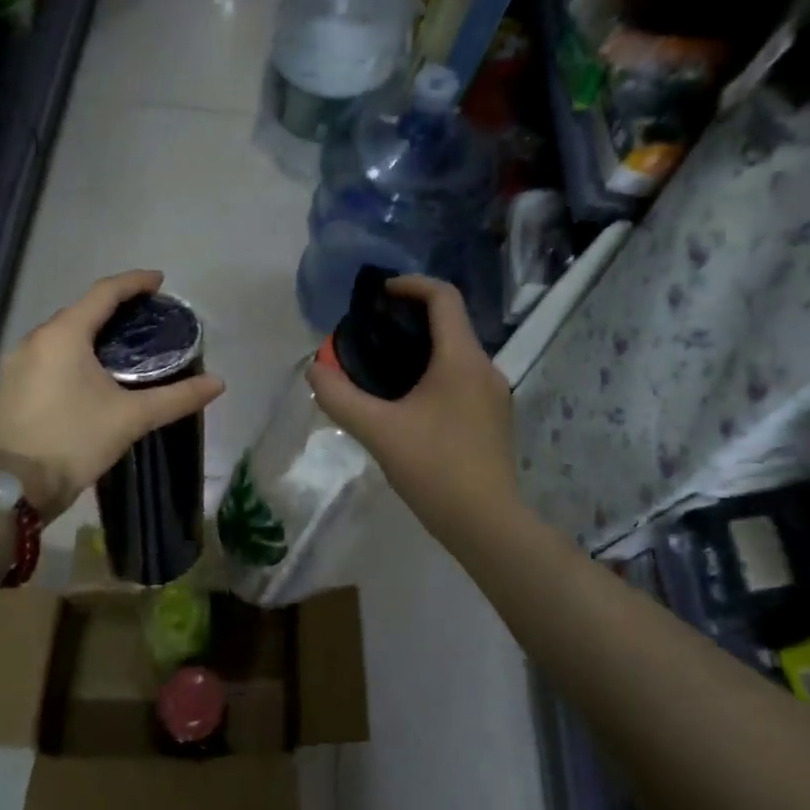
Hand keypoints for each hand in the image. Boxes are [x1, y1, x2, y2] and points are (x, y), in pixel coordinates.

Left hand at [0, 270, 224, 521]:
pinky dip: (73, 352)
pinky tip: (90, 372)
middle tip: (147, 316)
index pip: (104, 293)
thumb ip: (176, 397)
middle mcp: (35, 339)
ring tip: (123, 343)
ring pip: (62, 334)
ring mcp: (16, 363)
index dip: (134, 282)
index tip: (160, 281)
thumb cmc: (74, 441)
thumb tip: (218, 383)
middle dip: (114, 307)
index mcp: (63, 335)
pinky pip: (48, 354)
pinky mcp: (10, 385)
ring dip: (92, 331)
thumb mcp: (131, 418)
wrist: (12, 488)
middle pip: (81, 310)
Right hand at [307, 275, 517, 543]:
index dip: (411, 284)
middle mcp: (484, 368)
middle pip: (450, 323)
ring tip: (383, 365)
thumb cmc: (435, 469)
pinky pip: (461, 377)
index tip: (380, 293)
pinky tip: (408, 401)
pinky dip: (434, 372)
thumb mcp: (378, 431)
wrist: (487, 524)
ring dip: (422, 347)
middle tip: (372, 330)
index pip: (444, 297)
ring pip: (456, 352)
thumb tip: (314, 370)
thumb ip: (340, 397)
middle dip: (411, 318)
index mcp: (461, 359)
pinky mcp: (493, 417)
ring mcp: (494, 394)